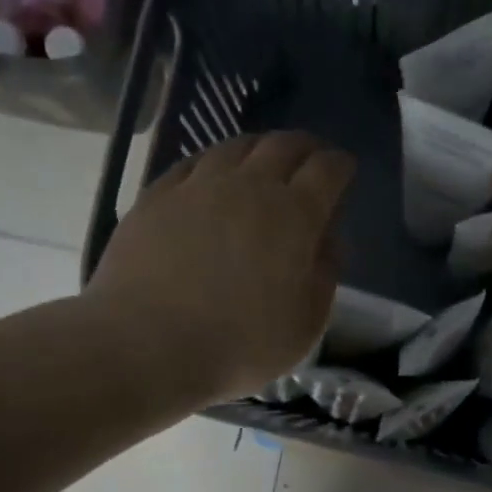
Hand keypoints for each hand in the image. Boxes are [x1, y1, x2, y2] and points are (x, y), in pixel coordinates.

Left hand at [88, 132, 351, 402]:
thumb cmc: (240, 345)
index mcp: (295, 216)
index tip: (344, 171)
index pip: (327, 170)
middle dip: (305, 148)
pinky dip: (215, 163)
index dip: (340, 166)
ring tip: (263, 164)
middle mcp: (249, 186)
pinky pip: (194, 163)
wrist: (147, 346)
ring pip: (236, 147)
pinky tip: (212, 177)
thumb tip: (326, 239)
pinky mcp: (157, 196)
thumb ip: (324, 275)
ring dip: (259, 150)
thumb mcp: (306, 324)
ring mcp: (198, 186)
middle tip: (311, 160)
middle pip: (284, 146)